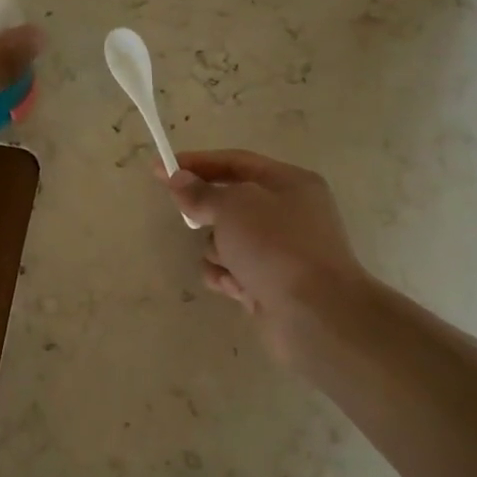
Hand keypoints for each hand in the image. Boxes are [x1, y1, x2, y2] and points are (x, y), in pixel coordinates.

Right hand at [164, 150, 370, 364]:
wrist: (316, 314)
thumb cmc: (277, 246)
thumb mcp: (233, 207)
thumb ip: (201, 192)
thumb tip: (179, 179)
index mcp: (289, 183)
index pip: (235, 162)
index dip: (196, 163)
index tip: (160, 168)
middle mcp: (288, 213)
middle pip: (230, 203)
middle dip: (208, 215)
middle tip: (190, 220)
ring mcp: (280, 251)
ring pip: (226, 240)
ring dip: (218, 251)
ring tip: (230, 265)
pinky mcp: (270, 283)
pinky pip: (233, 271)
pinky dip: (228, 277)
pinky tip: (236, 288)